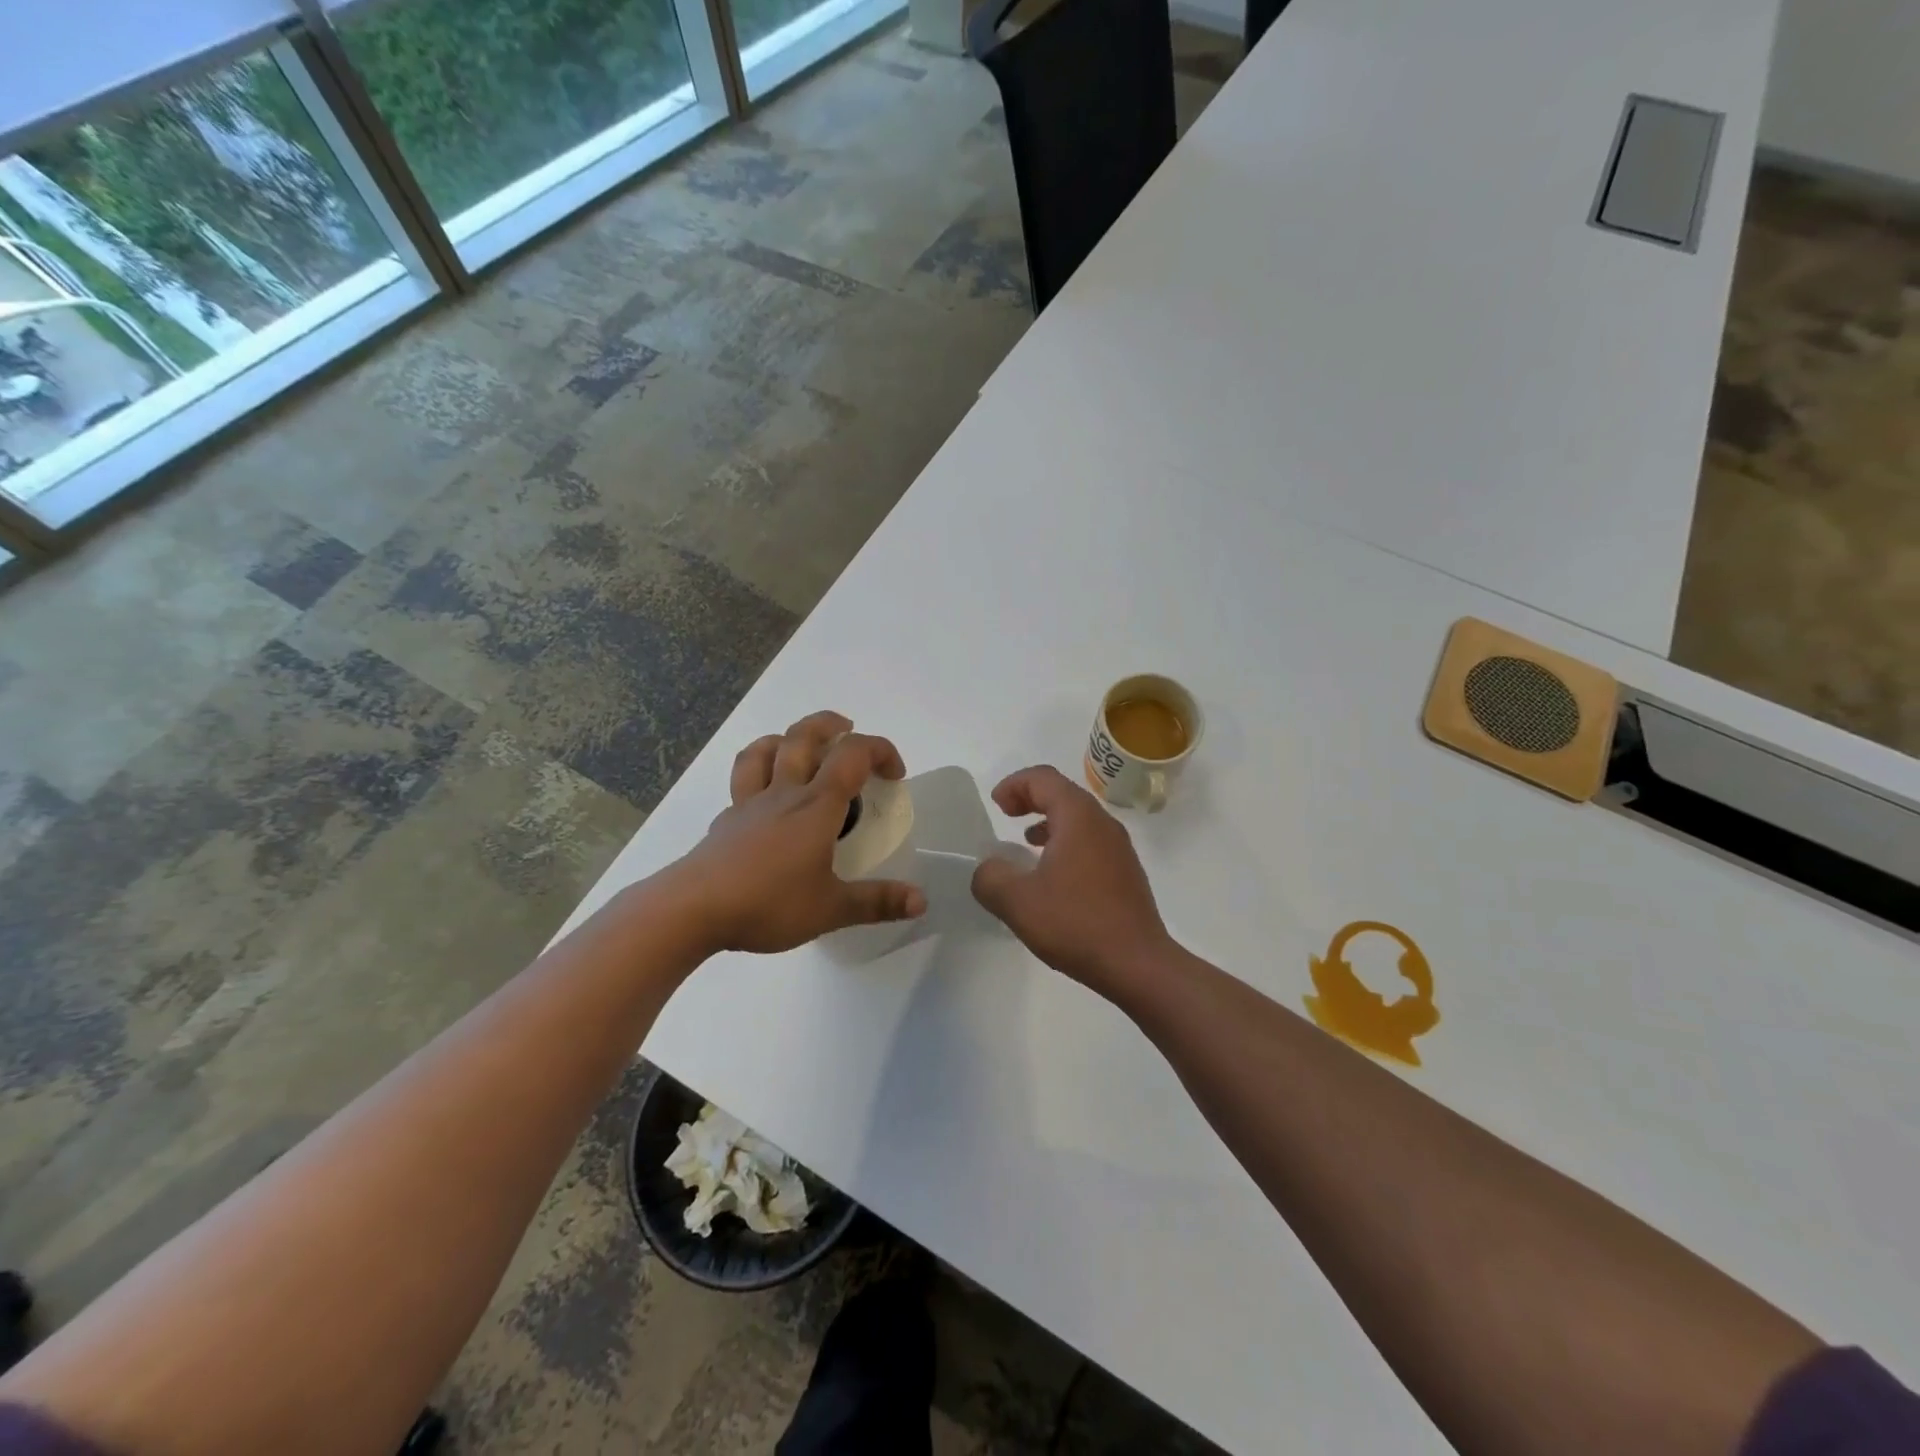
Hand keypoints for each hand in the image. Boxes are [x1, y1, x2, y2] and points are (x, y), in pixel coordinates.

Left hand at [670, 712, 926, 953]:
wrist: (691, 910)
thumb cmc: (767, 904)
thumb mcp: (831, 910)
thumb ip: (877, 902)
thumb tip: (921, 900)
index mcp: (816, 806)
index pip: (852, 756)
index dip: (880, 751)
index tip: (895, 775)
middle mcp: (783, 794)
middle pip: (803, 736)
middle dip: (831, 724)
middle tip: (848, 730)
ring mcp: (749, 805)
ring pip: (765, 750)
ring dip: (787, 738)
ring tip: (801, 747)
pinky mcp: (726, 823)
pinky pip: (742, 783)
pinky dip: (759, 775)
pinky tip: (765, 800)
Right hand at [970, 766, 1174, 992]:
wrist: (1138, 965)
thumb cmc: (1076, 924)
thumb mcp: (1017, 902)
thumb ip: (990, 877)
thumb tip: (988, 868)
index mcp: (1078, 818)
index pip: (1044, 779)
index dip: (1014, 784)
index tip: (995, 805)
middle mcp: (1103, 824)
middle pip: (1063, 793)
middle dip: (1031, 798)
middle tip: (1006, 814)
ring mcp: (1119, 849)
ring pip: (1079, 819)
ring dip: (1049, 822)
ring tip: (1026, 842)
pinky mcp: (1126, 873)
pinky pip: (1090, 843)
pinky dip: (1065, 843)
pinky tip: (1052, 876)